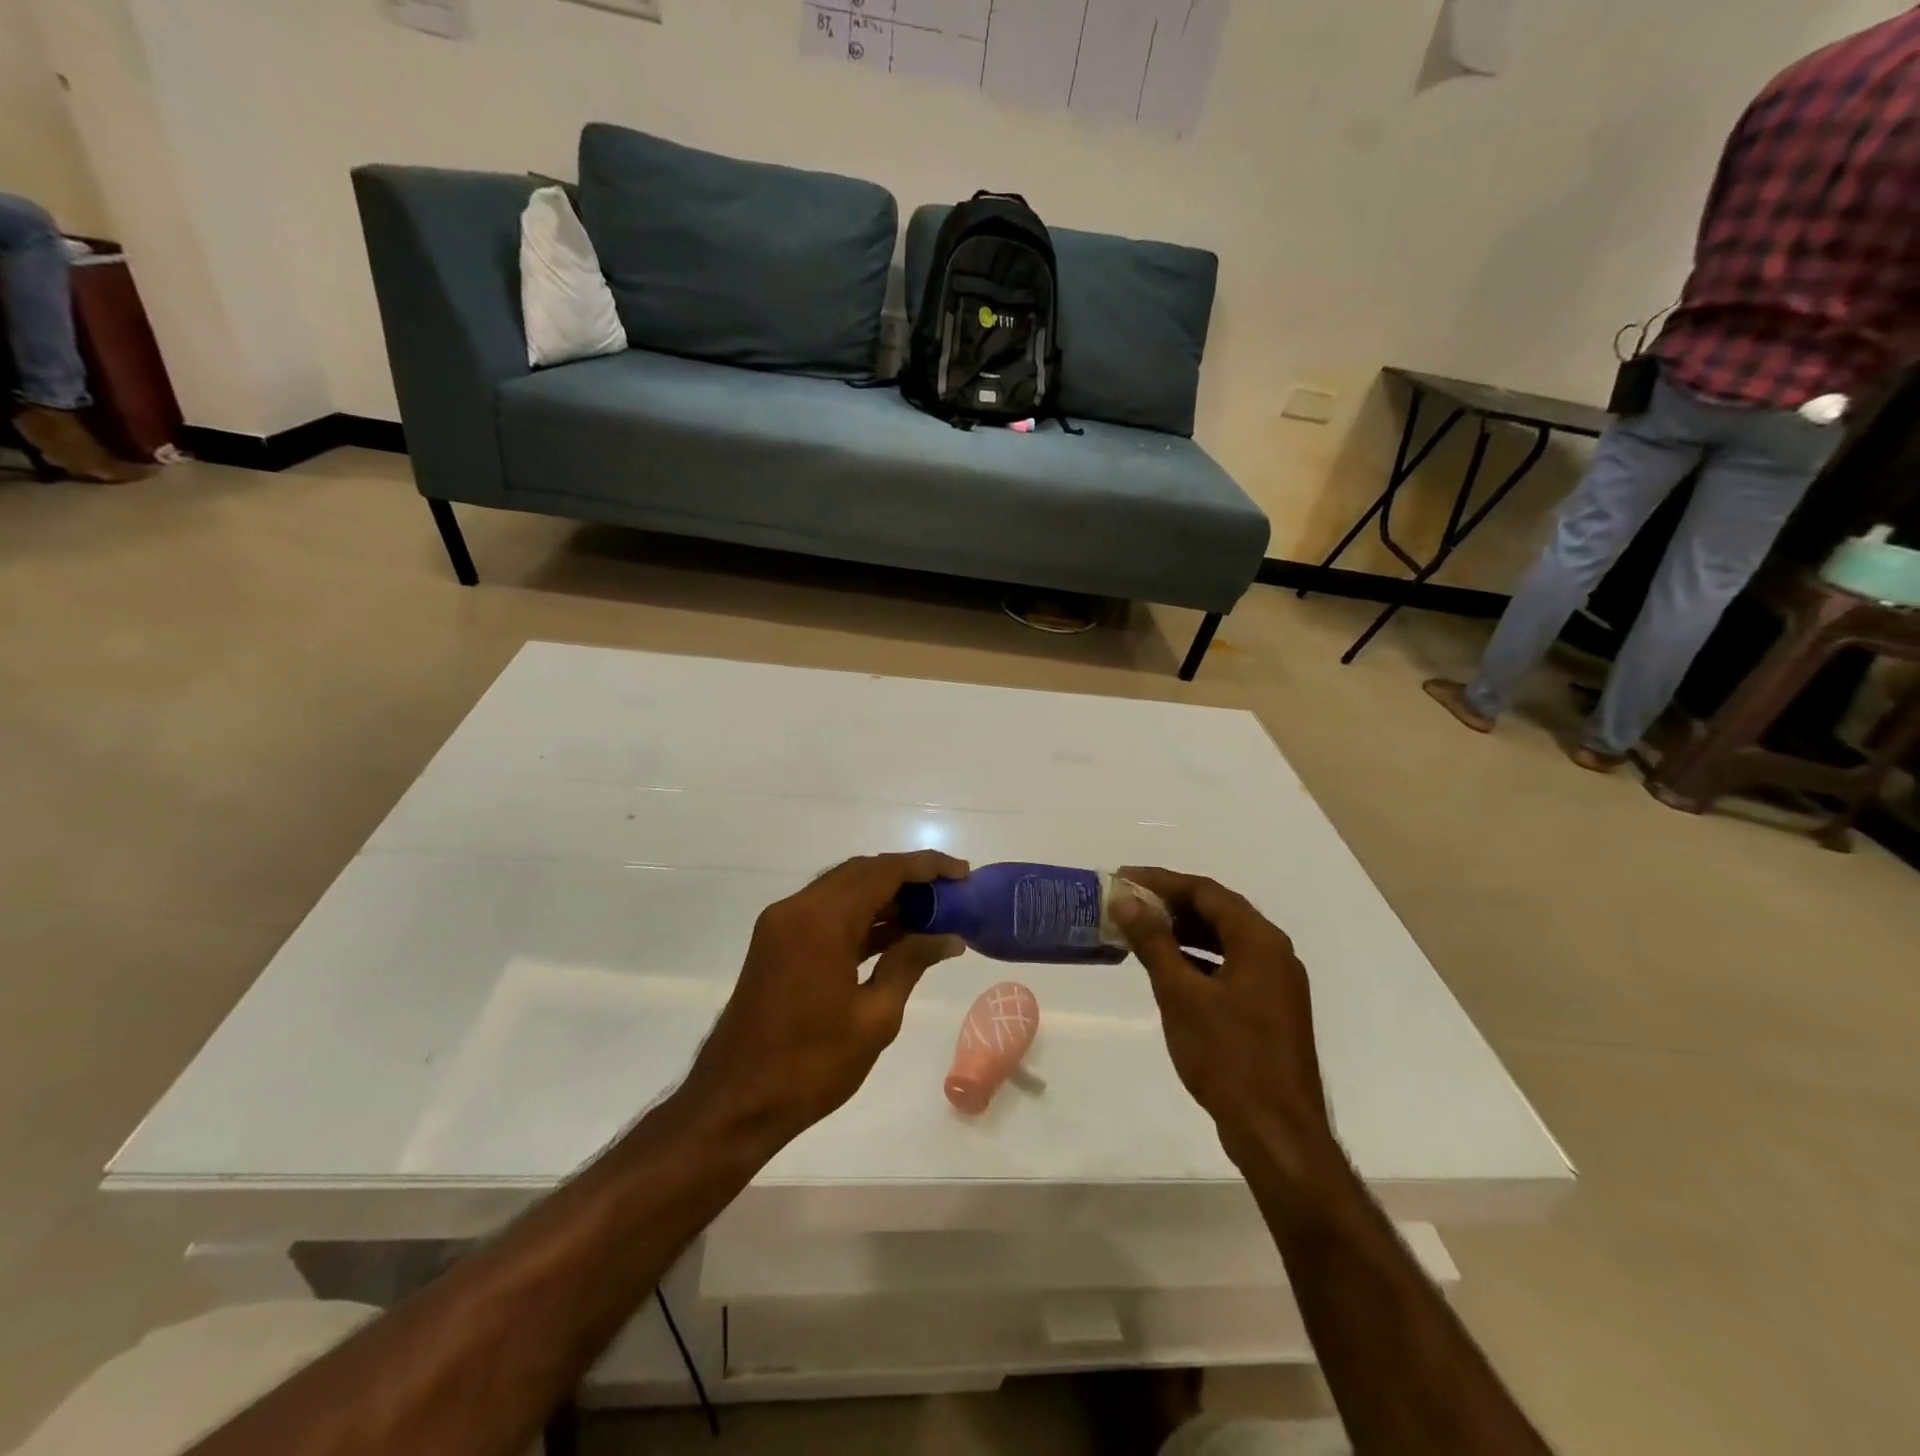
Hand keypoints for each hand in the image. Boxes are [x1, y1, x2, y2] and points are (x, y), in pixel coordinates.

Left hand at [683, 851, 968, 1146]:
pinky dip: (861, 917)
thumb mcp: (874, 1017)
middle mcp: (797, 909)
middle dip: (908, 877)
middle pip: (861, 872)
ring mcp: (782, 924)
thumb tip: (949, 937)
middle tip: (950, 893)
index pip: (883, 872)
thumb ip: (910, 964)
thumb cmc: (810, 1066)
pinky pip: (826, 913)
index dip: (926, 866)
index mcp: (821, 921)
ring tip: (931, 913)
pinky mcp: (777, 943)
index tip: (962, 872)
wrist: (735, 1103)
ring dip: (885, 896)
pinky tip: (895, 934)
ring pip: (843, 890)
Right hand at [1112, 868, 1335, 1173]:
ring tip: (1141, 928)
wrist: (1276, 1133)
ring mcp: (1276, 983)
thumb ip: (1153, 942)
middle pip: (1218, 911)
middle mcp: (1274, 953)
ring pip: (1225, 939)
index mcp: (1259, 941)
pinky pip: (1230, 966)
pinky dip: (1198, 958)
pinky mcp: (1270, 1009)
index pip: (1206, 891)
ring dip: (1184, 930)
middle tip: (1127, 901)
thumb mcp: (1181, 995)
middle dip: (1171, 903)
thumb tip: (1126, 900)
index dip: (1161, 881)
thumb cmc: (1228, 1056)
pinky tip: (1170, 968)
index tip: (1123, 877)